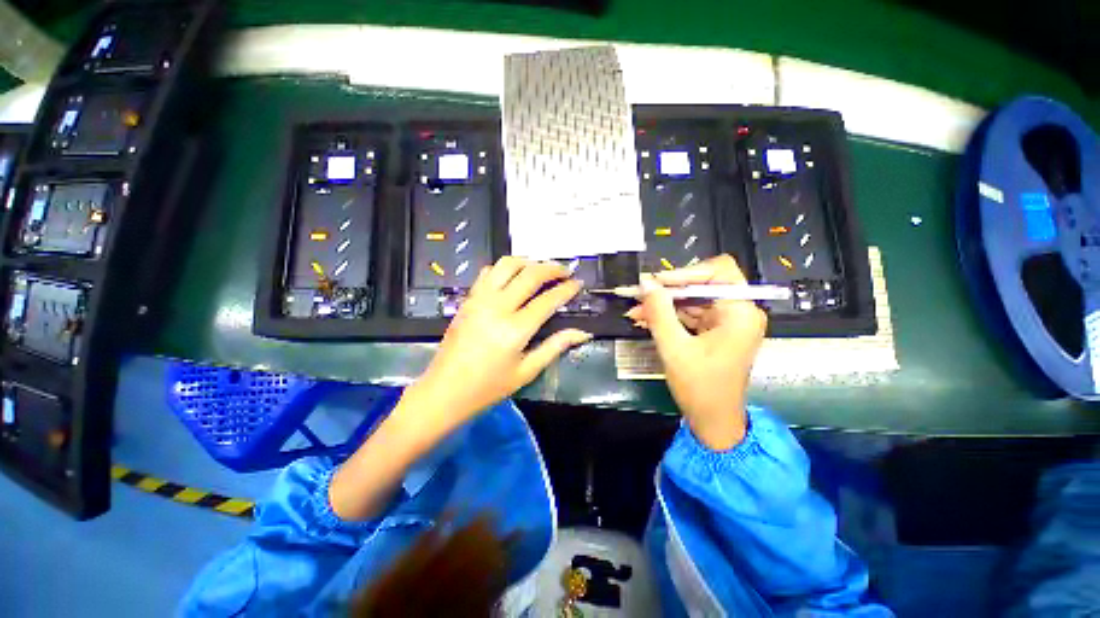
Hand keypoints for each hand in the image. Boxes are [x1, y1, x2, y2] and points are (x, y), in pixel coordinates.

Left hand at [408, 256, 592, 436]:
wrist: (444, 390)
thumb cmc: (488, 387)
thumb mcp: (526, 371)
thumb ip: (555, 347)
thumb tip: (582, 333)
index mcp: (515, 329)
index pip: (548, 300)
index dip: (567, 289)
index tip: (579, 283)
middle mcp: (498, 307)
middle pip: (530, 275)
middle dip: (552, 268)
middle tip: (565, 271)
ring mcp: (480, 299)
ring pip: (507, 264)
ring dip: (528, 262)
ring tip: (541, 269)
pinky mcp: (468, 299)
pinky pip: (488, 272)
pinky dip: (505, 268)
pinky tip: (514, 277)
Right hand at [625, 255, 765, 449]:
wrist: (713, 421)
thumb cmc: (700, 388)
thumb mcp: (674, 348)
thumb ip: (659, 312)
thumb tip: (645, 283)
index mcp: (740, 312)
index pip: (718, 271)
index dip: (685, 272)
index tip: (656, 283)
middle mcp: (738, 311)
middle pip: (702, 283)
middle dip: (668, 290)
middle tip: (639, 295)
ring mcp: (727, 321)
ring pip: (692, 298)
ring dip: (664, 303)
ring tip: (635, 310)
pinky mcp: (715, 330)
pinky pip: (690, 313)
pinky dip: (668, 315)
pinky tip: (645, 319)